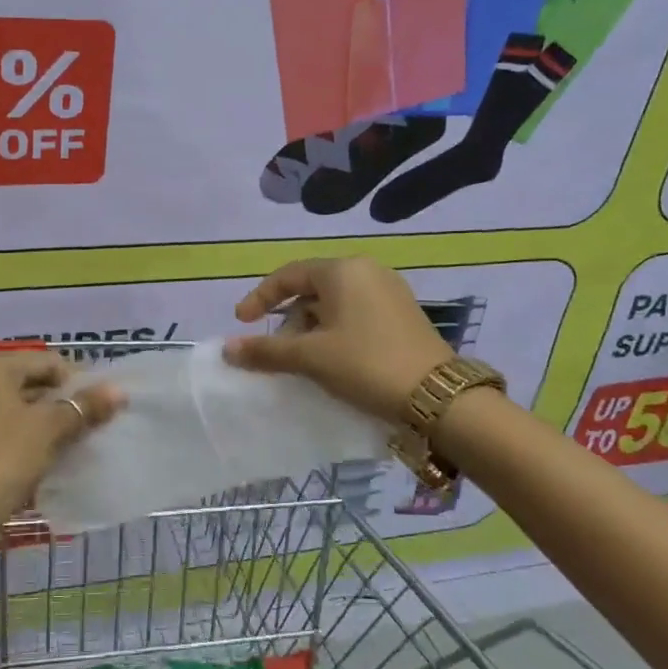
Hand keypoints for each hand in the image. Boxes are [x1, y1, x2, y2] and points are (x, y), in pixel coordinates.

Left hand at [0, 350, 123, 537]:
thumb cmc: (5, 457)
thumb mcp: (49, 429)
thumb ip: (84, 406)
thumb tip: (118, 391)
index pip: (47, 362)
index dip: (78, 381)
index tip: (101, 406)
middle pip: (32, 381)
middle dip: (64, 401)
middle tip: (93, 423)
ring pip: (20, 404)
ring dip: (49, 419)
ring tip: (77, 439)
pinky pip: (6, 423)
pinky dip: (29, 433)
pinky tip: (51, 451)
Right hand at [223, 257, 453, 420]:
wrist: (439, 398)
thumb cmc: (366, 365)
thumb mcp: (311, 357)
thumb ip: (266, 350)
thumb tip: (227, 349)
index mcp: (342, 270)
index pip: (288, 276)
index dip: (259, 298)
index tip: (242, 322)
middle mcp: (366, 271)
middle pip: (311, 290)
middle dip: (289, 320)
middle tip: (279, 352)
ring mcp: (389, 291)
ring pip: (334, 304)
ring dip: (311, 330)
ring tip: (305, 361)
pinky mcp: (403, 313)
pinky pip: (355, 314)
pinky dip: (335, 332)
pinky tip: (334, 360)